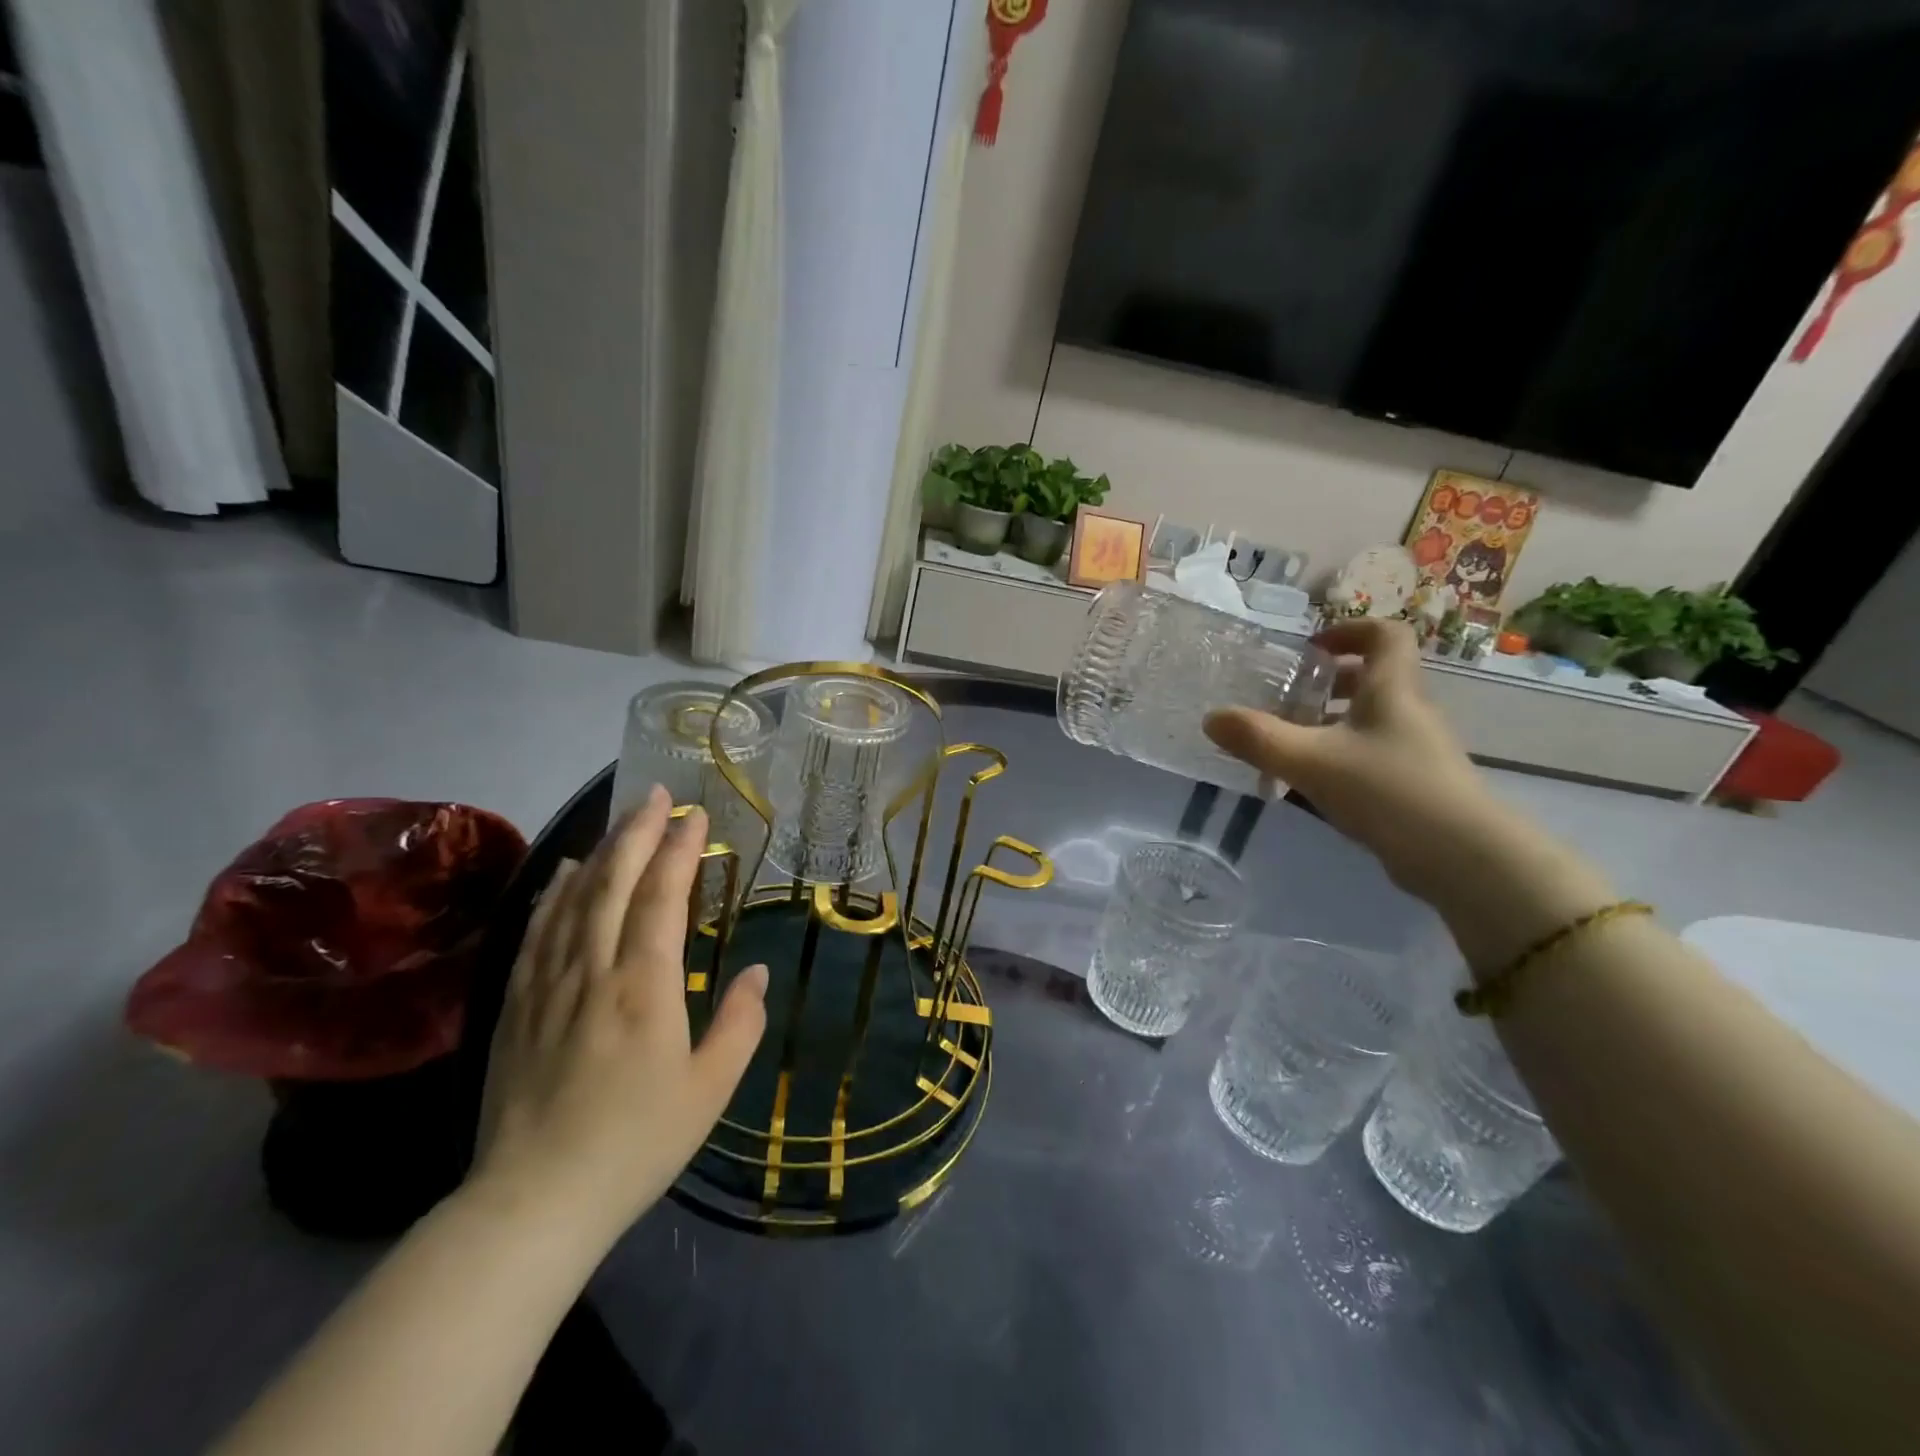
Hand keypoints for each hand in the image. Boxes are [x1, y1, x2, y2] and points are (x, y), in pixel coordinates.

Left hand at [470, 787, 767, 1241]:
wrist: (532, 1203)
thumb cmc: (635, 1145)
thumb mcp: (710, 1091)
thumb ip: (740, 1024)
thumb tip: (757, 974)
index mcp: (645, 987)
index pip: (662, 896)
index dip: (679, 850)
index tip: (695, 816)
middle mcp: (593, 971)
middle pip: (613, 882)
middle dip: (638, 831)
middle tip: (658, 794)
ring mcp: (547, 984)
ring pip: (573, 898)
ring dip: (600, 851)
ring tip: (622, 820)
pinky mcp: (516, 1004)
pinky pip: (537, 931)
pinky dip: (553, 892)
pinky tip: (562, 872)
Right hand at [1204, 618, 1498, 903]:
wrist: (1463, 859)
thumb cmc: (1387, 790)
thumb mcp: (1310, 761)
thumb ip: (1257, 739)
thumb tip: (1211, 718)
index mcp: (1392, 690)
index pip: (1384, 635)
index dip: (1348, 631)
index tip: (1310, 649)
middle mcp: (1408, 712)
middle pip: (1374, 679)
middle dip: (1328, 683)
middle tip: (1286, 698)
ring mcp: (1416, 751)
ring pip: (1370, 721)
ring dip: (1329, 724)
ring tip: (1287, 744)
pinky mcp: (1415, 785)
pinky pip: (1371, 755)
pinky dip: (1339, 758)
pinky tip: (1310, 786)